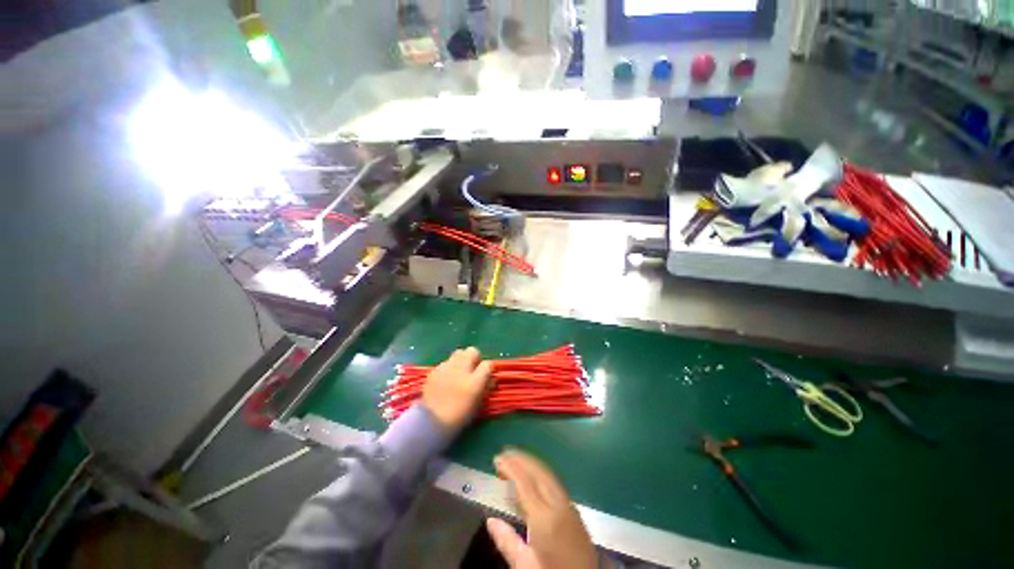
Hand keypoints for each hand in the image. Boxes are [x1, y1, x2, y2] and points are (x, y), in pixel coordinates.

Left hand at [421, 347, 493, 431]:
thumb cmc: (458, 418)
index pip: (488, 364)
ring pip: (458, 353)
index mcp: (475, 381)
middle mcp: (461, 369)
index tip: (486, 375)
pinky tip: (445, 379)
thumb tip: (490, 379)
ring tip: (458, 372)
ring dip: (461, 360)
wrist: (431, 423)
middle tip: (472, 369)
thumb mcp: (478, 405)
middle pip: (472, 351)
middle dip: (474, 358)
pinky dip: (448, 368)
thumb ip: (485, 388)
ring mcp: (446, 368)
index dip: (488, 369)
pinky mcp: (435, 370)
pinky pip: (446, 362)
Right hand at [486, 450, 597, 568]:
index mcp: (544, 518)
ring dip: (531, 462)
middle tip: (504, 453)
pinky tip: (533, 474)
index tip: (497, 458)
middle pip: (537, 471)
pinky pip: (554, 481)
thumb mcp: (525, 566)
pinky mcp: (574, 509)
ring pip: (547, 473)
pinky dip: (540, 471)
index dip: (510, 466)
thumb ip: (507, 541)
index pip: (524, 482)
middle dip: (520, 458)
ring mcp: (568, 504)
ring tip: (515, 458)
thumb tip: (491, 521)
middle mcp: (558, 504)